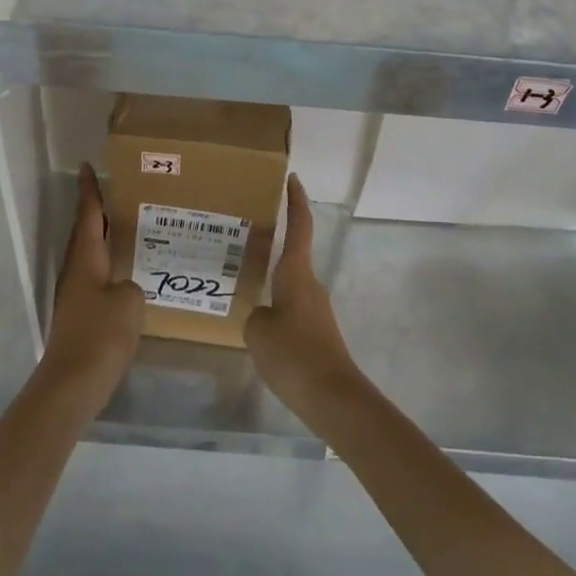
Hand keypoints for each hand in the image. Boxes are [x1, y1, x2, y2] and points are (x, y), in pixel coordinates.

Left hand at [39, 165, 144, 399]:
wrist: (70, 385)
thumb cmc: (100, 336)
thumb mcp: (130, 302)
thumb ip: (131, 285)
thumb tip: (125, 287)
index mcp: (86, 259)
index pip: (88, 214)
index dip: (89, 190)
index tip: (86, 166)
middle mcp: (75, 271)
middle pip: (84, 232)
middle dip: (95, 211)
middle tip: (114, 192)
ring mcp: (74, 294)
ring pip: (88, 254)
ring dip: (101, 237)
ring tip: (124, 228)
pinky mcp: (78, 315)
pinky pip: (93, 276)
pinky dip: (105, 264)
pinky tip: (123, 273)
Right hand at [246, 175, 365, 427]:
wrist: (333, 397)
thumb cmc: (294, 354)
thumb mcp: (258, 331)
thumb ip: (254, 316)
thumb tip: (260, 315)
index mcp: (296, 272)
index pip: (299, 225)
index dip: (295, 200)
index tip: (292, 178)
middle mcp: (309, 283)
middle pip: (293, 253)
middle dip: (273, 243)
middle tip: (243, 236)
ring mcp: (315, 308)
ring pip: (289, 283)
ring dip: (271, 277)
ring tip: (241, 281)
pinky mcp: (316, 332)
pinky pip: (291, 307)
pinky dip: (275, 304)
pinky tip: (257, 322)